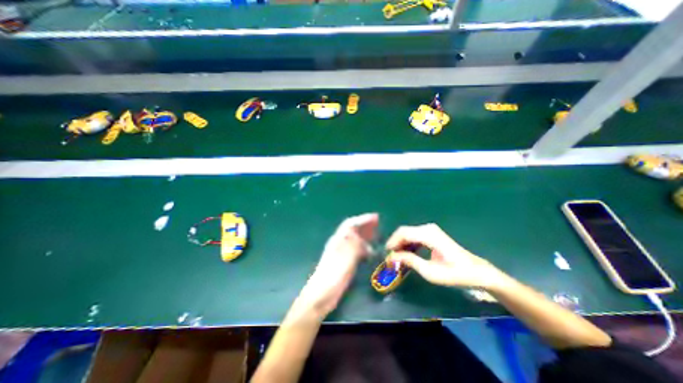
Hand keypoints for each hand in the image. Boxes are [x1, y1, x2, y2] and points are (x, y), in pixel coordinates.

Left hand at [298, 213, 377, 317]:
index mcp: (338, 240)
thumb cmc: (332, 277)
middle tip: (378, 223)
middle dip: (365, 225)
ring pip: (354, 239)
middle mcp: (339, 244)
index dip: (363, 219)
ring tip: (376, 234)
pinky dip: (363, 246)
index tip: (375, 217)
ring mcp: (341, 253)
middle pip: (352, 229)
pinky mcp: (343, 262)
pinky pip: (355, 249)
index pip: (350, 224)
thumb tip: (359, 234)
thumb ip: (352, 245)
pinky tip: (369, 251)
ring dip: (365, 234)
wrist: (321, 295)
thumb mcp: (345, 260)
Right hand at [386, 223, 502, 288]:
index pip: (403, 233)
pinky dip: (408, 244)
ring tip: (398, 258)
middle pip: (404, 231)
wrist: (477, 272)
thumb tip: (392, 257)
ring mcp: (431, 230)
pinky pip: (415, 236)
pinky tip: (408, 254)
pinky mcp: (432, 234)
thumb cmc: (455, 274)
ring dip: (401, 244)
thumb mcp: (430, 271)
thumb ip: (409, 261)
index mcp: (428, 235)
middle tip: (391, 258)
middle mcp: (428, 228)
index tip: (386, 255)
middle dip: (395, 244)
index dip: (392, 243)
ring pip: (408, 233)